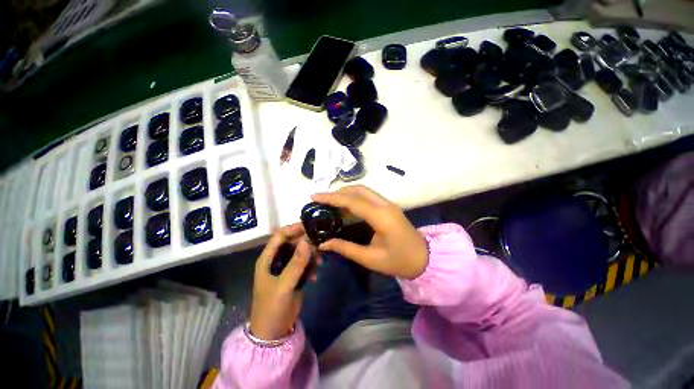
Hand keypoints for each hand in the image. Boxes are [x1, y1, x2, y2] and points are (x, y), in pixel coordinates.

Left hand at [249, 223, 313, 340]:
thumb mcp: (284, 286)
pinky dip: (312, 265)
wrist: (274, 333)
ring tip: (320, 262)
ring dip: (312, 254)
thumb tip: (307, 241)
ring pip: (301, 252)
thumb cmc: (272, 307)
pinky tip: (316, 275)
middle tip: (320, 246)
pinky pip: (305, 263)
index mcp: (268, 258)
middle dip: (307, 242)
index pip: (280, 235)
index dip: (294, 229)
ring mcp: (286, 267)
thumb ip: (296, 263)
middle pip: (293, 242)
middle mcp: (277, 259)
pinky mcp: (294, 275)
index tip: (311, 227)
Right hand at [312, 185, 427, 279]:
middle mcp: (385, 205)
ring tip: (330, 202)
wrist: (425, 259)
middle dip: (338, 192)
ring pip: (363, 190)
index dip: (332, 197)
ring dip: (346, 192)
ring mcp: (388, 203)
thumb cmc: (399, 261)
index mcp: (381, 217)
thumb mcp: (371, 259)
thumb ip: (346, 248)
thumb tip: (324, 243)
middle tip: (321, 200)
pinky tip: (345, 205)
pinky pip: (368, 195)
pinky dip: (354, 196)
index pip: (352, 201)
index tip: (314, 196)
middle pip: (358, 190)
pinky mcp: (388, 206)